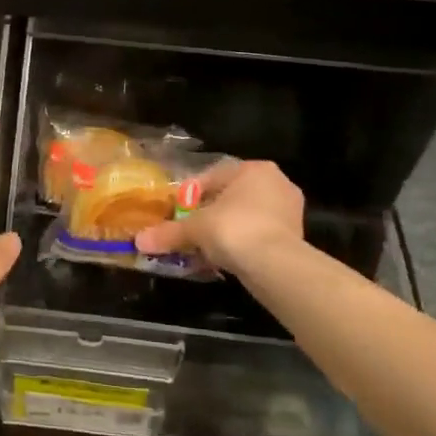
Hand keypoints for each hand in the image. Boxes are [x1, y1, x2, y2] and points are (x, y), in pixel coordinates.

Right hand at [134, 159, 304, 277]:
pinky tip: (225, 258)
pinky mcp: (295, 237)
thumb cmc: (234, 229)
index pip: (214, 176)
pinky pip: (259, 235)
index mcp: (254, 169)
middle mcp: (276, 183)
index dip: (191, 194)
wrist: (276, 266)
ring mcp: (289, 211)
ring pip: (246, 216)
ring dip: (225, 230)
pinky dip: (242, 244)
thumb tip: (139, 240)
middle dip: (209, 213)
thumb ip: (169, 232)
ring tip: (204, 247)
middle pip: (231, 196)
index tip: (177, 211)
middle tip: (190, 229)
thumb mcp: (195, 229)